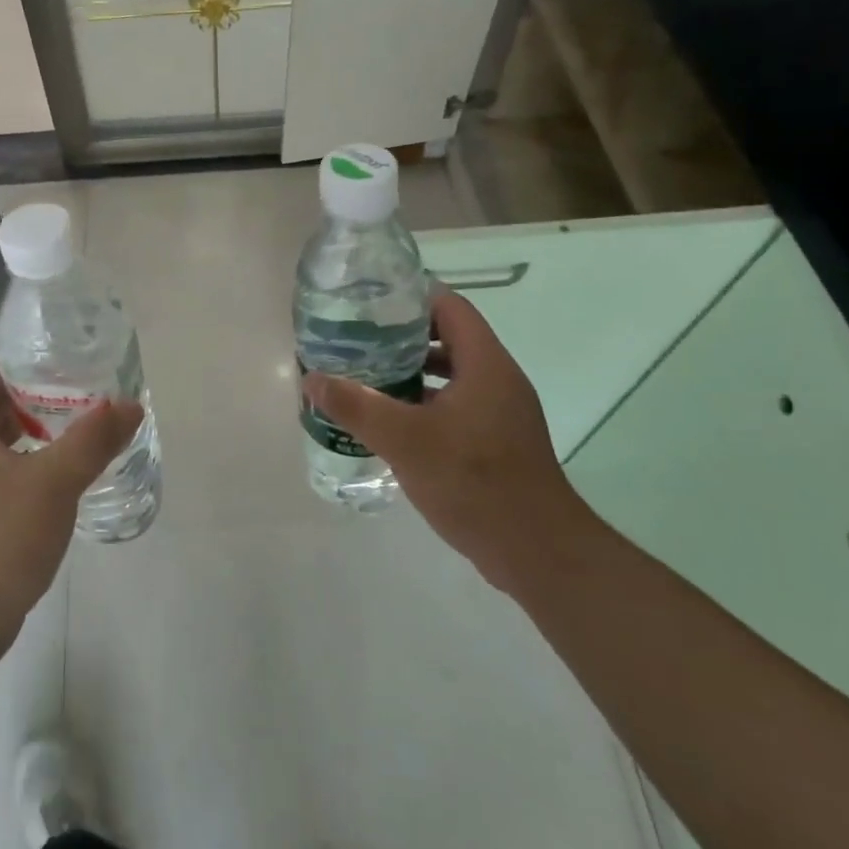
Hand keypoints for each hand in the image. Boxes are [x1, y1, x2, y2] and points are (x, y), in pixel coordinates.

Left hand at [0, 344, 143, 680]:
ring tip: (67, 417)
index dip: (4, 350)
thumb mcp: (54, 483)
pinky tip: (51, 466)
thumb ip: (93, 439)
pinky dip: (18, 453)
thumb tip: (131, 404)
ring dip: (22, 421)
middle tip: (67, 379)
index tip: (46, 345)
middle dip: (22, 385)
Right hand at [301, 288, 593, 594]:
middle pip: (449, 338)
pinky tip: (392, 422)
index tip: (370, 302)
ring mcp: (501, 412)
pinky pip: (457, 406)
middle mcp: (498, 379)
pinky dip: (424, 404)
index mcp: (485, 364)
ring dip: (412, 373)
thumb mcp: (405, 440)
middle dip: (402, 336)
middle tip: (358, 339)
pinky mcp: (497, 441)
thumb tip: (312, 379)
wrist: (536, 551)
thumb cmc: (474, 481)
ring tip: (366, 376)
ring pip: (451, 375)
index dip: (411, 296)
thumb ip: (357, 406)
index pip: (450, 307)